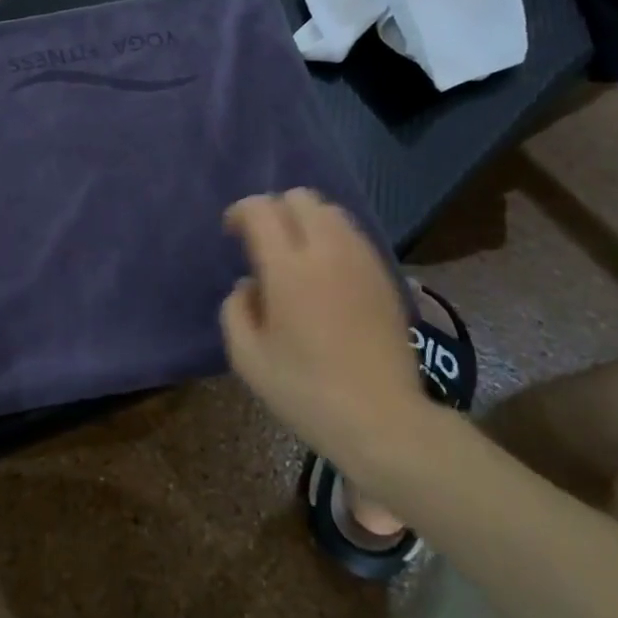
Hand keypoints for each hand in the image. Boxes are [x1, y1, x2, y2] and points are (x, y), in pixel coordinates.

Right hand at [221, 190, 438, 486]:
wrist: (382, 420)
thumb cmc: (305, 391)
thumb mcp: (247, 357)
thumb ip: (236, 309)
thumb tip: (249, 285)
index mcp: (288, 268)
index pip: (261, 209)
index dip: (241, 212)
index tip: (232, 233)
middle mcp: (328, 251)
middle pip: (300, 198)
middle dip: (275, 209)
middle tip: (262, 241)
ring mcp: (362, 261)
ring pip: (331, 211)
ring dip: (306, 220)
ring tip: (295, 254)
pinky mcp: (385, 276)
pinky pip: (353, 235)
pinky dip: (332, 238)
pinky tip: (325, 272)